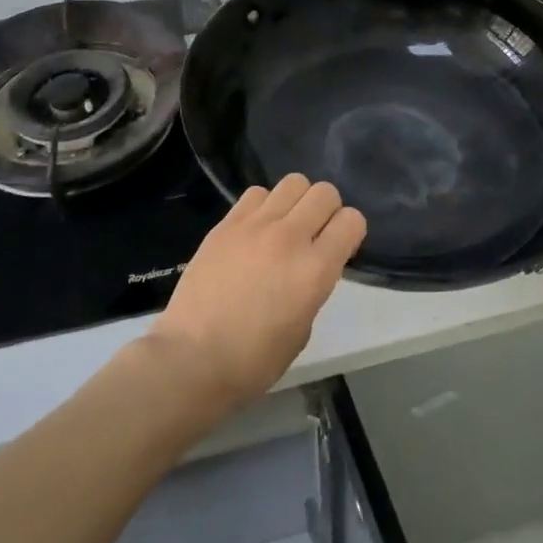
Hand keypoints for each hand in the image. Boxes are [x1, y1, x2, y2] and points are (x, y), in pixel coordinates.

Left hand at [145, 175, 366, 411]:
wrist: (191, 360)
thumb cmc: (253, 361)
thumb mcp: (302, 330)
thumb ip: (313, 286)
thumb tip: (310, 266)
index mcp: (315, 270)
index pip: (352, 220)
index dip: (350, 232)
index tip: (339, 249)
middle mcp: (290, 238)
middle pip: (325, 192)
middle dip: (328, 210)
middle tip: (314, 234)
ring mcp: (255, 226)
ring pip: (293, 182)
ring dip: (297, 202)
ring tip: (285, 226)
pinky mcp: (225, 224)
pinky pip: (256, 193)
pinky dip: (264, 205)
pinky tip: (255, 230)